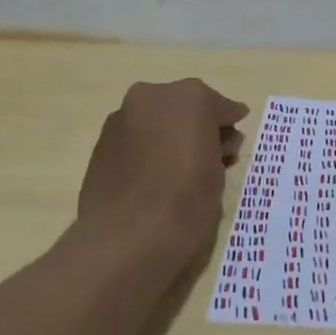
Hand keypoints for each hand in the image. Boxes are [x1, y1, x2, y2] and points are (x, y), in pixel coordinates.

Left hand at [76, 78, 248, 269]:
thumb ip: (219, 147)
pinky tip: (152, 176)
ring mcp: (122, 116)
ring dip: (170, 136)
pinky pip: (135, 137)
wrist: (126, 238)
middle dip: (198, 127)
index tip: (234, 140)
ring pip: (157, 120)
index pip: (221, 108)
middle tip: (208, 156)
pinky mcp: (101, 140)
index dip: (230, 126)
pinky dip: (147, 149)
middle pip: (186, 107)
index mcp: (192, 98)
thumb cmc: (187, 203)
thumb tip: (213, 142)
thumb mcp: (219, 173)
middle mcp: (154, 96)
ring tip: (177, 170)